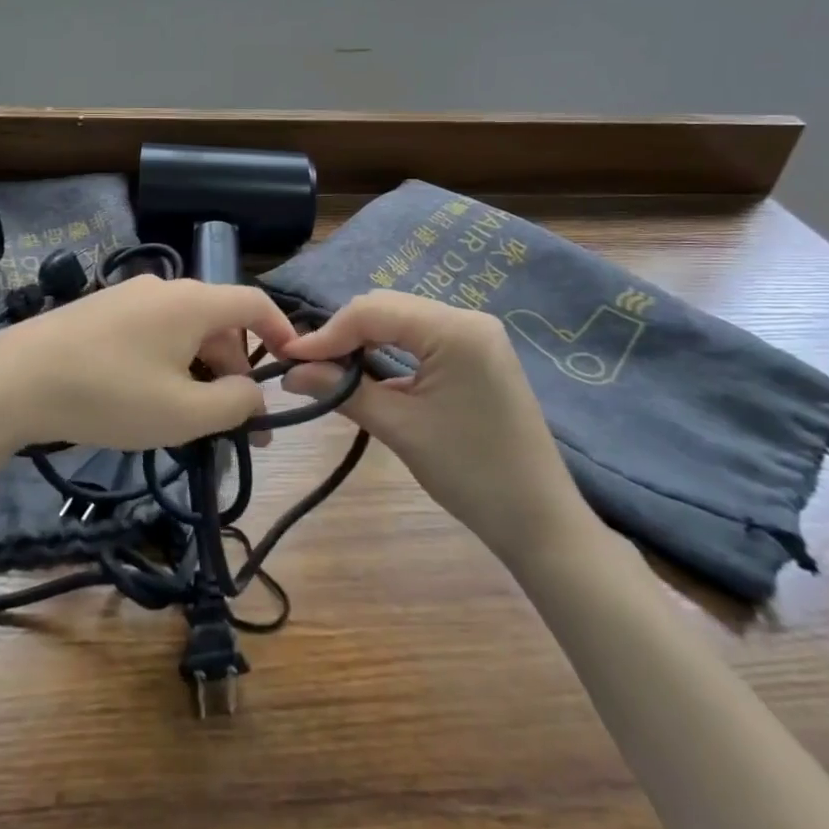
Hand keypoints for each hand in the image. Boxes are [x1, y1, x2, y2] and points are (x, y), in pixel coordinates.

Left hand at [0, 275, 298, 453]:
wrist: (15, 380)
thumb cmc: (110, 394)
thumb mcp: (183, 412)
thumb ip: (233, 404)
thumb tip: (255, 395)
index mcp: (193, 302)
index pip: (254, 302)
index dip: (281, 332)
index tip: (292, 368)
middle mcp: (164, 288)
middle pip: (218, 322)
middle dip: (235, 369)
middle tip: (236, 423)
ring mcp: (128, 296)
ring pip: (184, 330)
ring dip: (200, 370)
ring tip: (191, 419)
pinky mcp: (100, 312)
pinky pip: (152, 333)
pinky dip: (168, 363)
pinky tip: (149, 399)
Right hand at [281, 291, 588, 561]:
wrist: (539, 520)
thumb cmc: (470, 474)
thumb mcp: (400, 429)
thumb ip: (343, 391)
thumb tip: (290, 373)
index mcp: (455, 329)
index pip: (373, 311)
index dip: (327, 333)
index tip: (289, 358)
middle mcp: (467, 318)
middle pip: (387, 307)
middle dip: (343, 332)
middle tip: (306, 364)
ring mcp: (476, 334)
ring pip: (401, 319)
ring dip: (364, 339)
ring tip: (329, 367)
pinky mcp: (477, 353)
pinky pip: (421, 336)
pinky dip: (389, 349)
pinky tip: (367, 370)